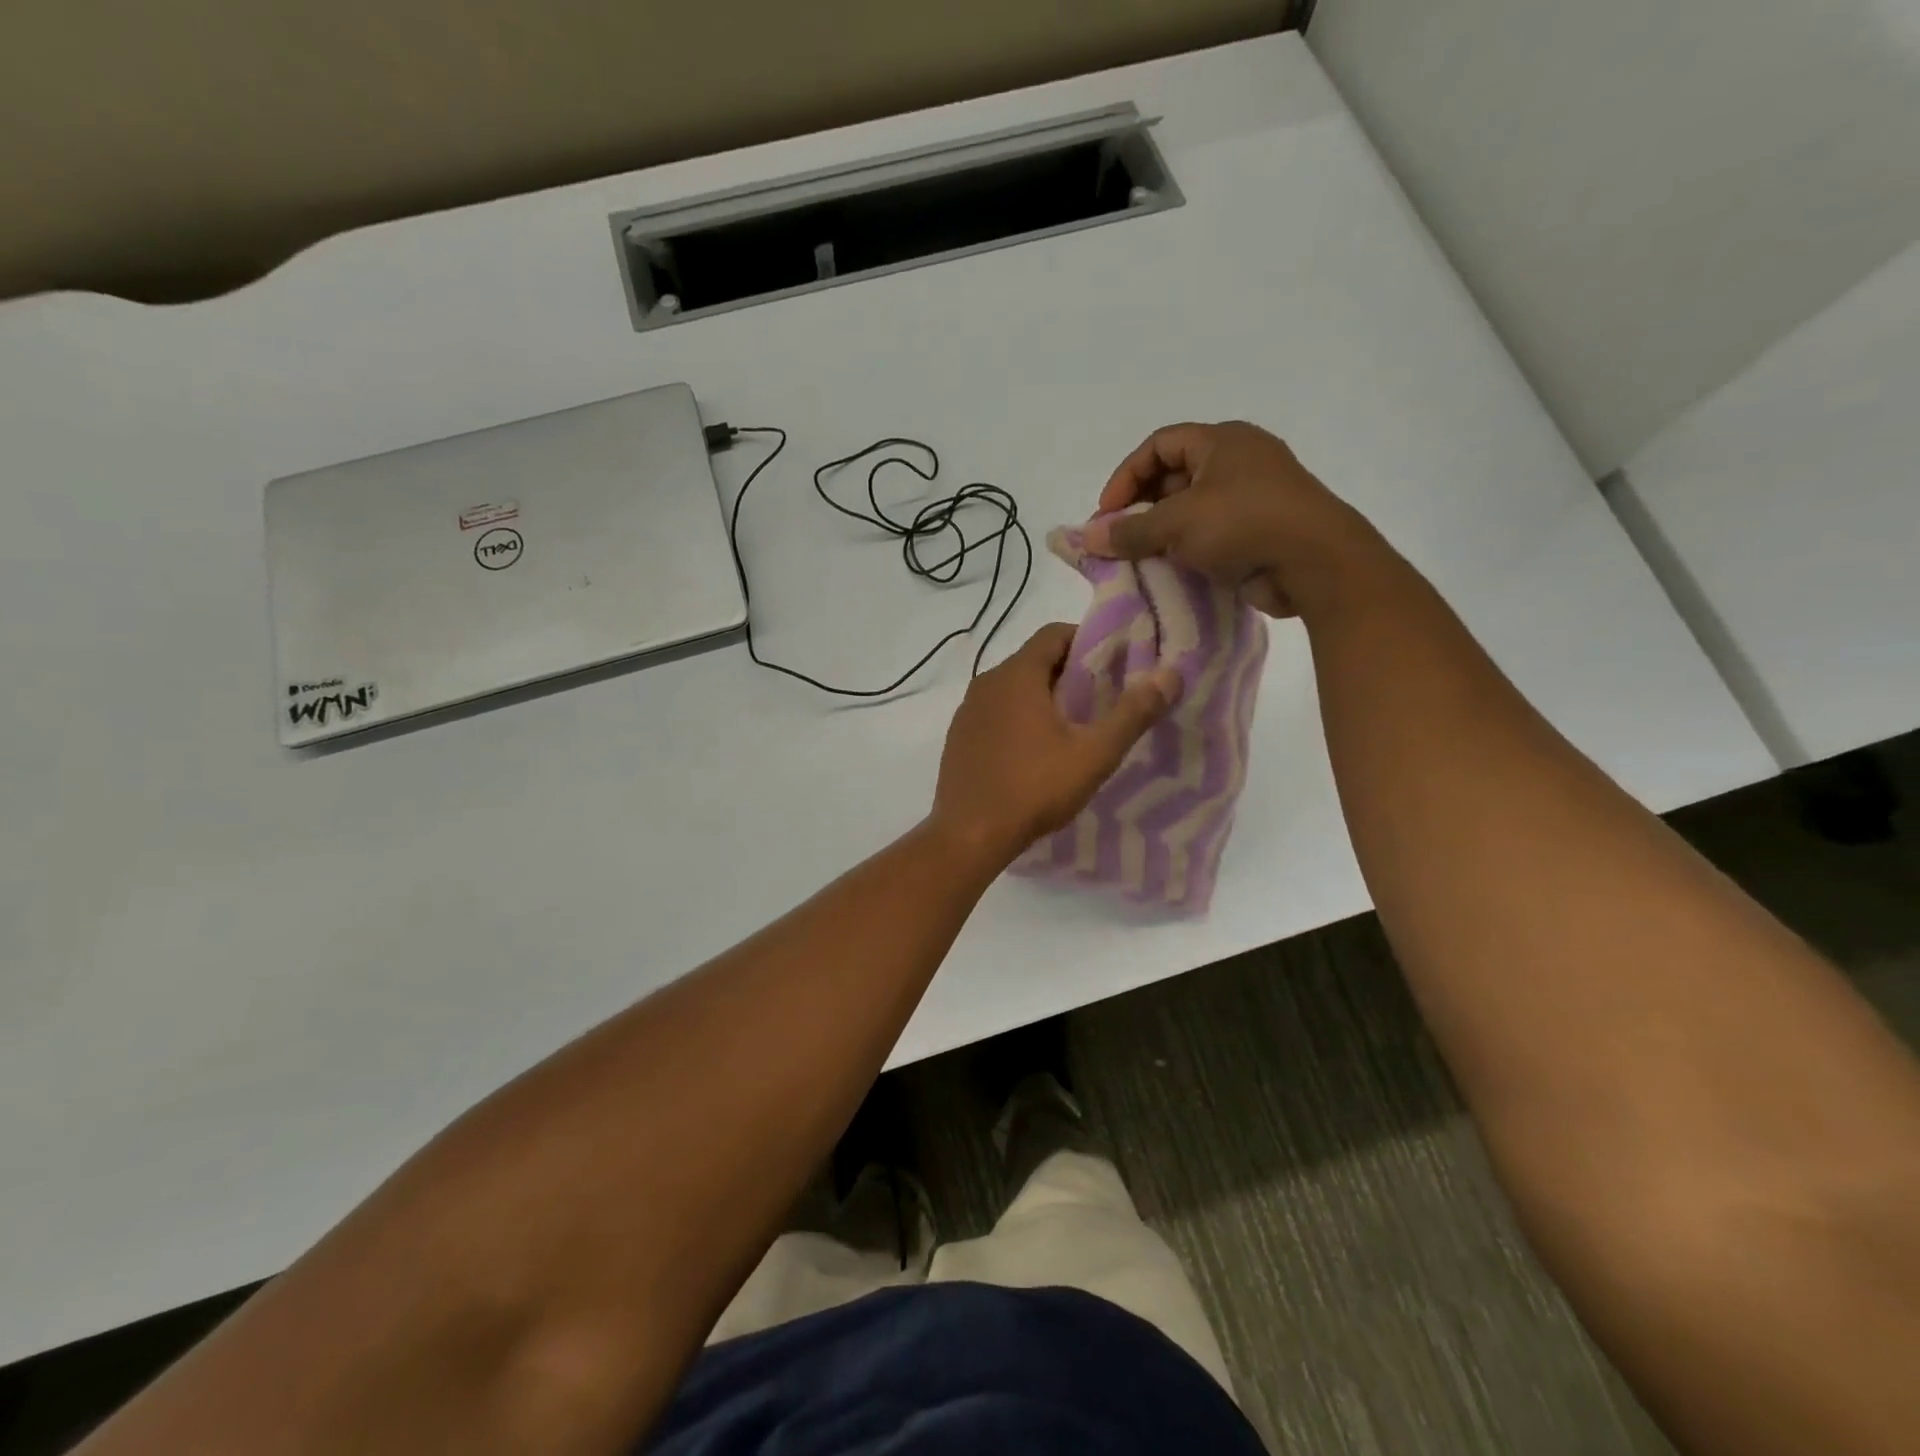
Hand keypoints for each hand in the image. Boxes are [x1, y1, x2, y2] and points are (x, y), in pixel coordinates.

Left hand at [931, 624, 1178, 864]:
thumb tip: (1170, 674)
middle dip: (1069, 673)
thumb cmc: (1033, 788)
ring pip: (1013, 689)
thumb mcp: (1093, 754)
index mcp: (1016, 675)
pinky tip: (1035, 752)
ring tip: (1072, 728)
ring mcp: (967, 711)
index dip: (1086, 641)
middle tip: (1101, 700)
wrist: (969, 835)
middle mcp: (986, 682)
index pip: (1054, 633)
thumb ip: (1132, 713)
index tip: (1114, 665)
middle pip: (1034, 660)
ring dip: (1043, 698)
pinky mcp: (958, 737)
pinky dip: (1018, 718)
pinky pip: (995, 713)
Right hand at [1087, 421, 1385, 618]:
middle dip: (1140, 507)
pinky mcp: (1259, 531)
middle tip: (1118, 539)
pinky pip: (1211, 534)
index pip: (1158, 445)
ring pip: (1191, 508)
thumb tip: (1087, 537)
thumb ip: (1130, 530)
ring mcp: (1252, 497)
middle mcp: (1237, 461)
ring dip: (1161, 532)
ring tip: (1139, 558)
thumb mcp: (1177, 523)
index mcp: (1221, 441)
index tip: (1106, 514)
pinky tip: (1170, 571)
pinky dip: (1186, 549)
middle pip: (1173, 476)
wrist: (1314, 562)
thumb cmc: (1243, 523)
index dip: (1126, 476)